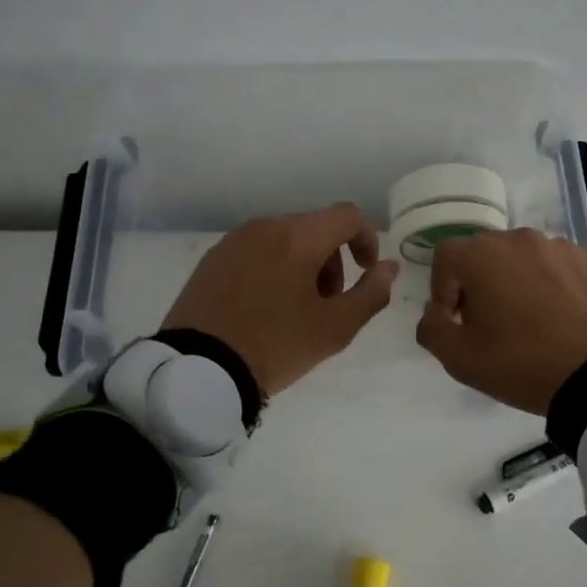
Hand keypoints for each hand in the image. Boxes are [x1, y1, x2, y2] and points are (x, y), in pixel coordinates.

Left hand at [162, 203, 399, 396]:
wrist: (198, 370)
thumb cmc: (276, 346)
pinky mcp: (212, 259)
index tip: (366, 273)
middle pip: (315, 228)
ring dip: (303, 265)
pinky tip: (264, 308)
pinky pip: (256, 251)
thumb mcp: (335, 328)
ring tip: (295, 309)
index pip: (347, 216)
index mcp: (298, 237)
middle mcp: (265, 227)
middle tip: (329, 302)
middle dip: (333, 259)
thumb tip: (388, 268)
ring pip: (284, 239)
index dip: (367, 240)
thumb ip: (371, 294)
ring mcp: (234, 241)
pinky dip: (273, 268)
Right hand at [415, 228, 586, 414]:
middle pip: (484, 254)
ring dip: (515, 283)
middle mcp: (518, 239)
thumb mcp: (461, 359)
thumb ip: (432, 330)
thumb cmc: (524, 363)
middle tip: (489, 324)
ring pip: (522, 259)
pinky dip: (549, 286)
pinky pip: (556, 267)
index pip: (445, 257)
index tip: (456, 320)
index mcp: (481, 255)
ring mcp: (559, 246)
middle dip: (478, 284)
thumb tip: (434, 313)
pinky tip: (561, 320)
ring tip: (530, 322)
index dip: (442, 289)